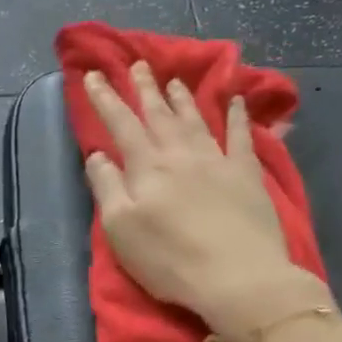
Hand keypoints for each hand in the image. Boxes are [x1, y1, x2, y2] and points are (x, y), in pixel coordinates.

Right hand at [82, 63, 328, 332]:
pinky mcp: (247, 175)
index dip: (105, 98)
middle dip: (145, 88)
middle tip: (138, 65)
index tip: (94, 75)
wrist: (238, 277)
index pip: (120, 123)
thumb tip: (98, 154)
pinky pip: (241, 136)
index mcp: (146, 166)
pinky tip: (236, 100)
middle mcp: (180, 154)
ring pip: (195, 119)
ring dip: (182, 98)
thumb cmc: (170, 259)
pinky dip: (238, 116)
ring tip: (174, 80)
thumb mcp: (121, 229)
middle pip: (159, 114)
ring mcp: (217, 160)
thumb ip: (107, 187)